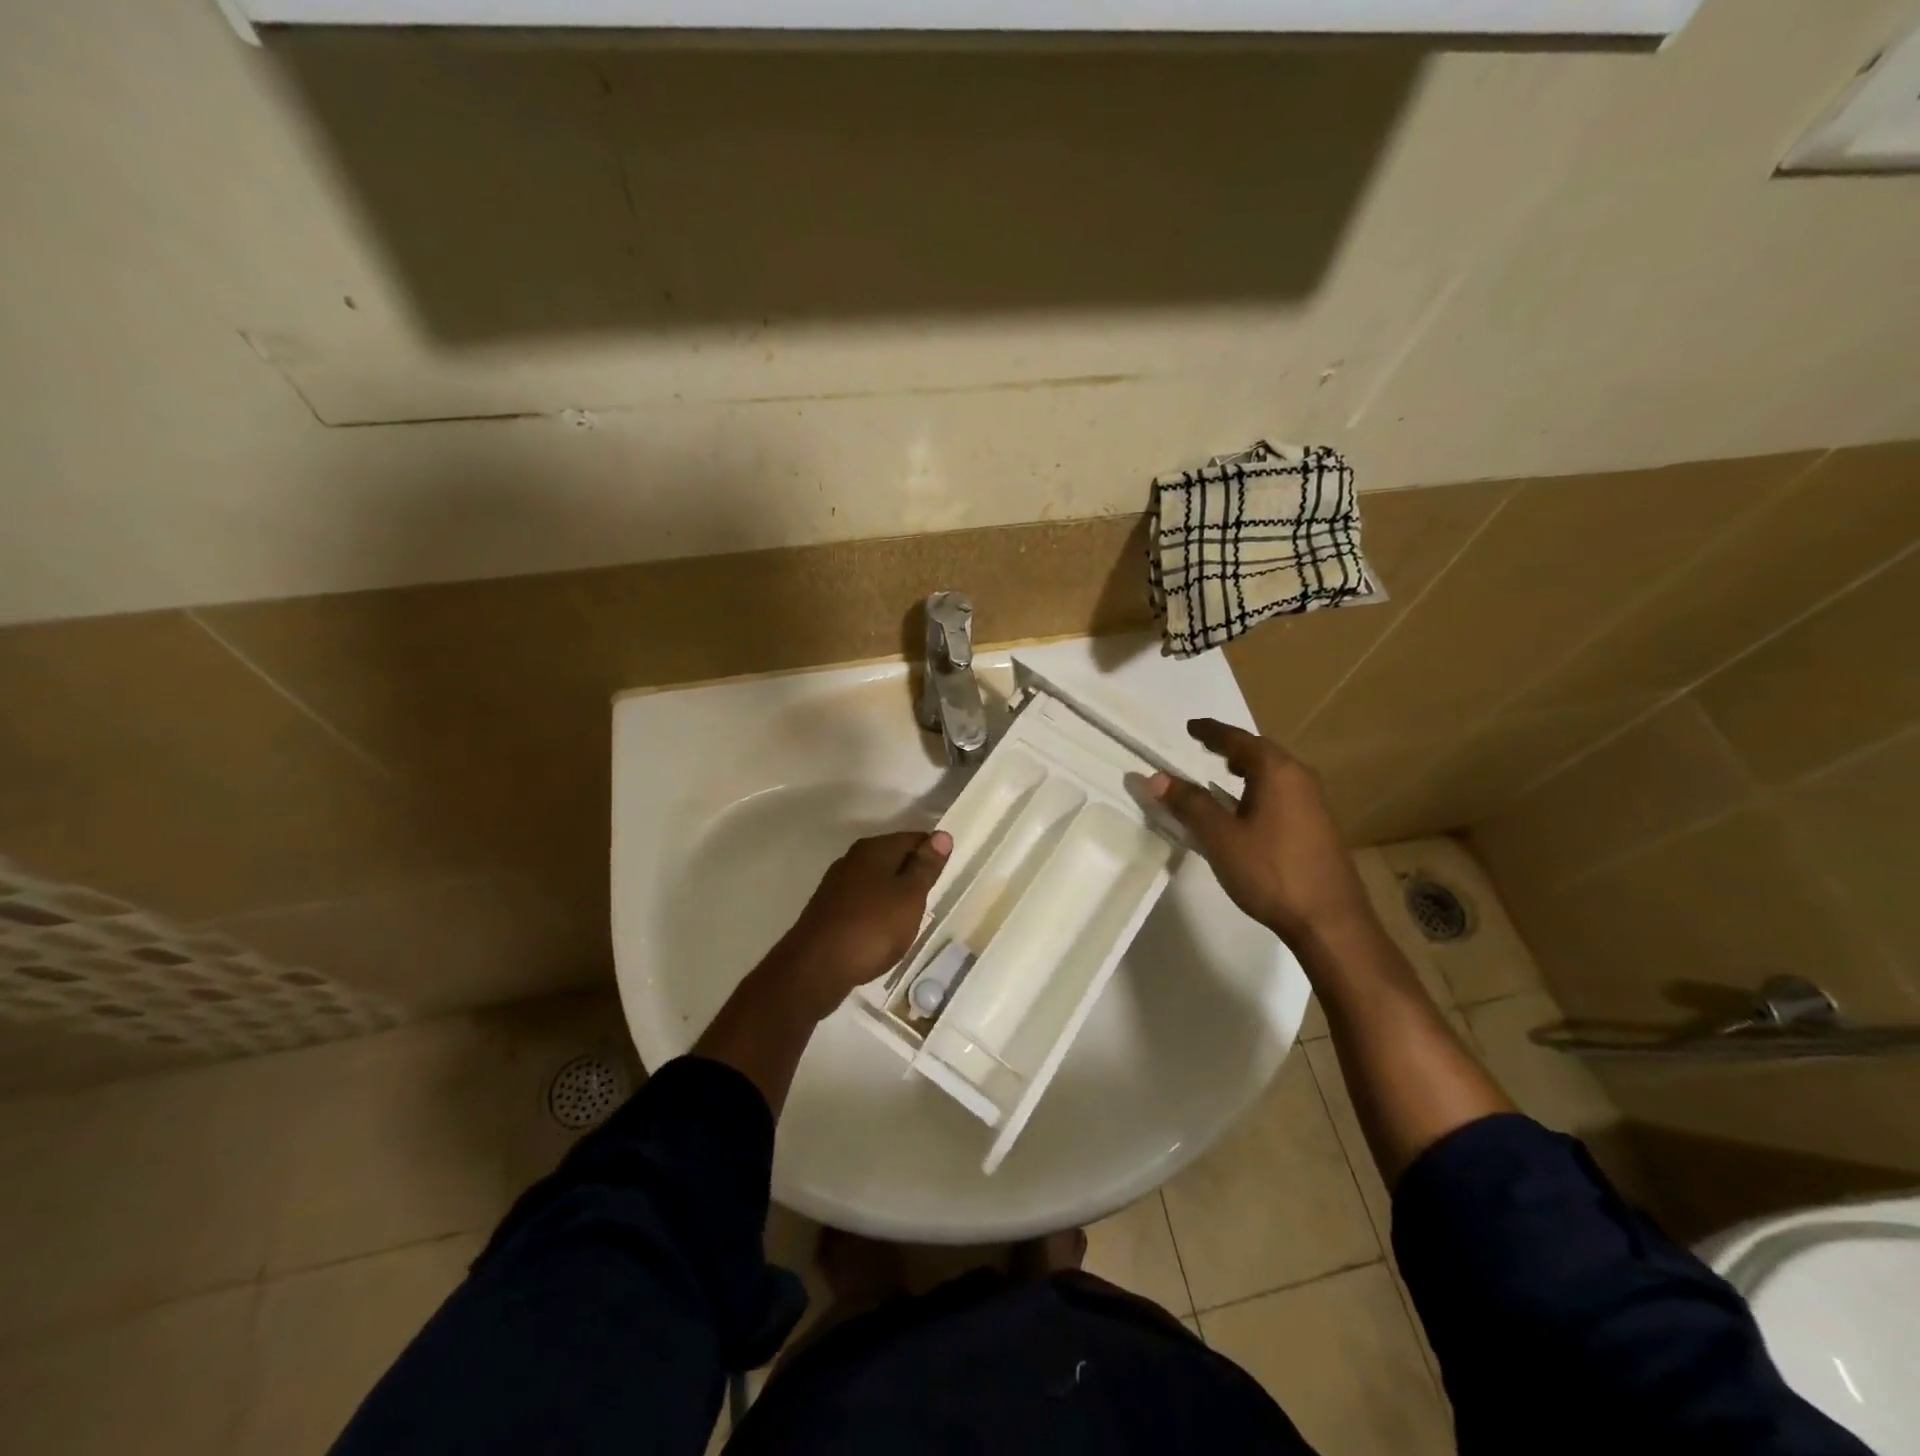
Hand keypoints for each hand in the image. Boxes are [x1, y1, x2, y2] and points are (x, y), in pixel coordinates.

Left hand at [766, 830, 952, 1019]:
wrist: (816, 967)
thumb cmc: (872, 928)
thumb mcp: (909, 896)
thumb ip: (925, 866)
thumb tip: (942, 834)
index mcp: (874, 849)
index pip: (914, 838)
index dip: (933, 853)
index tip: (947, 875)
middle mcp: (853, 858)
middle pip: (893, 856)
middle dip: (913, 873)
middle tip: (932, 897)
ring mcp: (837, 884)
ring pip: (876, 879)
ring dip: (895, 892)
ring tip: (911, 916)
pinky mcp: (829, 908)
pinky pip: (863, 900)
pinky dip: (878, 909)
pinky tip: (884, 929)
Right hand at [1148, 719, 1372, 945]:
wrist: (1330, 921)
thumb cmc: (1271, 872)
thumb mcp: (1220, 837)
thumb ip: (1189, 804)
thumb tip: (1156, 778)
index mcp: (1277, 772)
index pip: (1238, 740)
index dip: (1211, 732)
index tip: (1191, 727)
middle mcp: (1300, 779)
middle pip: (1261, 752)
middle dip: (1231, 748)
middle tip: (1204, 747)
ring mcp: (1313, 803)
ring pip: (1274, 774)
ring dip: (1247, 769)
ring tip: (1223, 773)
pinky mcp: (1318, 826)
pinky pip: (1282, 792)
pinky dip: (1259, 788)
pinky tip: (1247, 809)